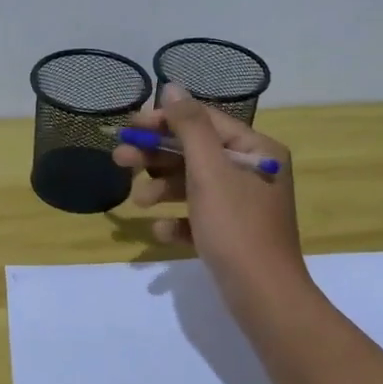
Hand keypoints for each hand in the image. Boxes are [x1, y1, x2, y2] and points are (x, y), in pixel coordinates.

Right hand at [112, 85, 309, 310]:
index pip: (205, 121)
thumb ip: (189, 126)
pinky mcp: (233, 234)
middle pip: (196, 152)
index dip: (165, 120)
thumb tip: (172, 87)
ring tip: (138, 202)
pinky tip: (163, 232)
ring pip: (195, 185)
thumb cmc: (235, 226)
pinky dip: (180, 221)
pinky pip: (200, 217)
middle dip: (157, 156)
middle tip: (119, 159)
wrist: (263, 296)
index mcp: (256, 150)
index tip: (130, 126)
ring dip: (163, 188)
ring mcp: (244, 205)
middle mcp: (253, 172)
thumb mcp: (209, 170)